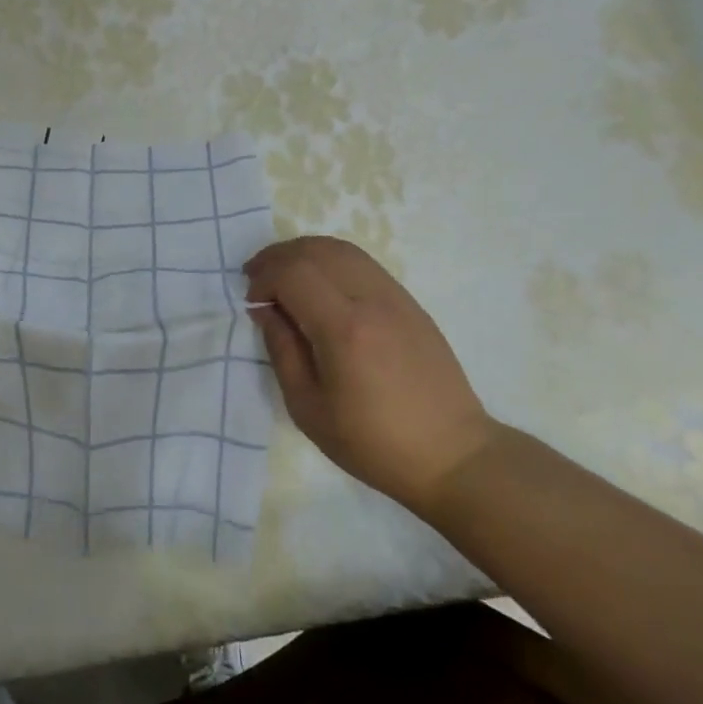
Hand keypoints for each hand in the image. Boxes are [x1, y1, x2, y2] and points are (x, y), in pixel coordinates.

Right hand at [245, 236, 496, 511]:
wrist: (451, 454)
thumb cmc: (371, 442)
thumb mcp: (307, 407)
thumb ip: (281, 350)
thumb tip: (264, 310)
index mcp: (344, 330)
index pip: (293, 272)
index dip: (263, 278)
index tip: (252, 303)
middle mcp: (372, 301)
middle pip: (315, 250)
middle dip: (277, 258)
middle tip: (257, 281)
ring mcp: (396, 297)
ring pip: (341, 249)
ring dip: (303, 254)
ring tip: (283, 277)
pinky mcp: (410, 303)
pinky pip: (362, 263)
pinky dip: (330, 262)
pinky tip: (318, 287)